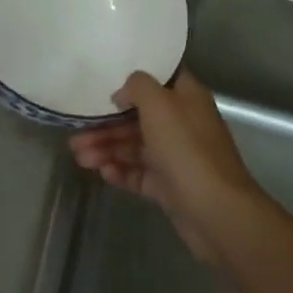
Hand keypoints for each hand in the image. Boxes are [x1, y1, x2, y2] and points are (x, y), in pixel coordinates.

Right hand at [68, 70, 271, 262]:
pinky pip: (139, 174)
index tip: (102, 84)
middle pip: (138, 117)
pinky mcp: (170, 186)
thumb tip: (122, 94)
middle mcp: (182, 123)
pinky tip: (102, 172)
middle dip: (106, 125)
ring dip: (107, 149)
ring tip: (80, 158)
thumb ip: (138, 87)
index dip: (132, 81)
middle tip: (76, 134)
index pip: (158, 80)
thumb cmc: (187, 149)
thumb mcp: (160, 104)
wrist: (216, 212)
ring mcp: (176, 157)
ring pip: (135, 147)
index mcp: (186, 97)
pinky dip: (120, 171)